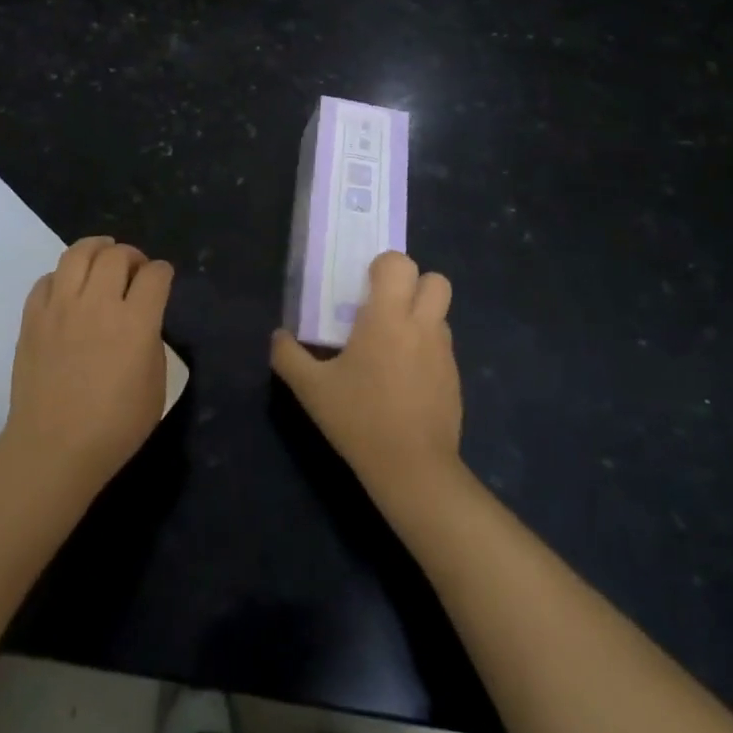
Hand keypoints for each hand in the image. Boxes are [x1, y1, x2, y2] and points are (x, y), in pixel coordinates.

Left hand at [2, 236, 173, 493]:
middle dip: (132, 256)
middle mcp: (98, 304)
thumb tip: (141, 321)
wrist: (53, 449)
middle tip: (134, 270)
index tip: (162, 279)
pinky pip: (47, 279)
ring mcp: (60, 308)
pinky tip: (69, 289)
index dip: (163, 272)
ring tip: (102, 257)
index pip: (155, 275)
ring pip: (78, 253)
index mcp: (136, 323)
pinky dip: (63, 276)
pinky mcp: (33, 318)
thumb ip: (151, 342)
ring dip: (97, 249)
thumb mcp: (155, 386)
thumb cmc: (114, 427)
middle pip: (117, 255)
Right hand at [271, 251, 463, 510]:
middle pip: (435, 279)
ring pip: (440, 313)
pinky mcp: (455, 378)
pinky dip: (426, 349)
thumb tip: (278, 336)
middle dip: (413, 284)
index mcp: (388, 317)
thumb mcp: (311, 390)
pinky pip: (443, 346)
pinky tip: (403, 380)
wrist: (413, 469)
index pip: (399, 263)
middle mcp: (422, 325)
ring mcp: (444, 352)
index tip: (363, 289)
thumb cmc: (360, 419)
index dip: (382, 267)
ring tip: (391, 346)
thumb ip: (288, 357)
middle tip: (384, 308)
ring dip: (420, 316)